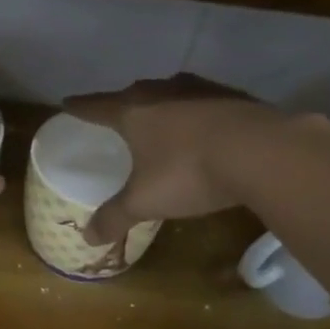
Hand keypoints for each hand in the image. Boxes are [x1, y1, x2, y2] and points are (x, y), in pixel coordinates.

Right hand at [63, 75, 281, 243]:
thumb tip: (87, 238)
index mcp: (134, 112)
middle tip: (116, 114)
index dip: (80, 107)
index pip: (96, 106)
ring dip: (163, 104)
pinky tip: (205, 128)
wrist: (263, 152)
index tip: (66, 103)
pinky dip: (197, 112)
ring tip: (161, 118)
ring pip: (171, 92)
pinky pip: (205, 102)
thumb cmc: (189, 172)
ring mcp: (202, 90)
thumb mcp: (145, 201)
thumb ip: (115, 217)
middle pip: (134, 94)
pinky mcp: (235, 97)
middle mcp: (163, 92)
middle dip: (123, 104)